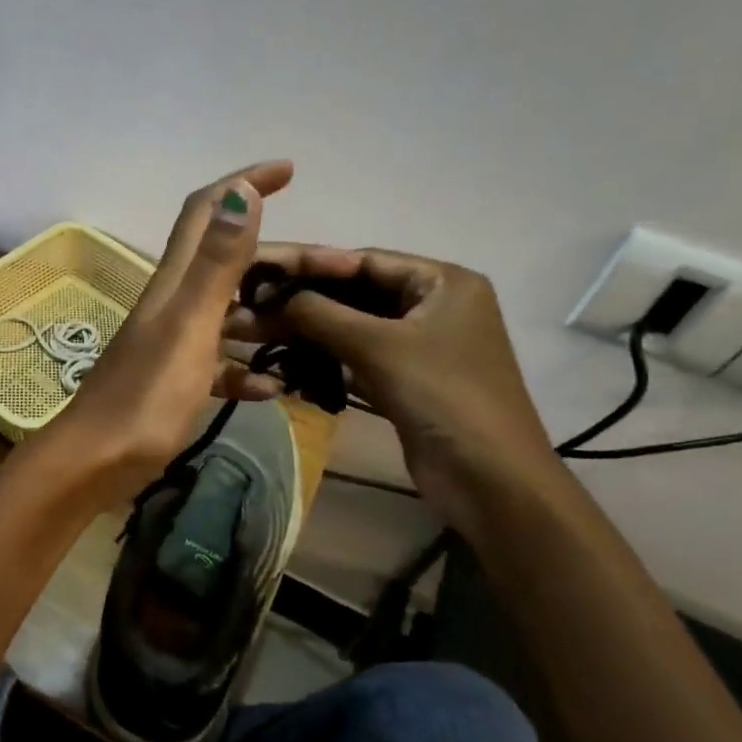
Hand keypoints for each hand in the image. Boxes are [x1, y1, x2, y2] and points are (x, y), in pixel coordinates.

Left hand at [50, 161, 293, 504]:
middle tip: (330, 270)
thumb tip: (241, 191)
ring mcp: (172, 343)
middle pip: (227, 261)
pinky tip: (275, 389)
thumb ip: (215, 264)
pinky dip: (249, 369)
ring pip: (229, 313)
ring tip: (314, 329)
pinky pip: (221, 363)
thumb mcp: (189, 327)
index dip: (243, 182)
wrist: (95, 463)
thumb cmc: (145, 397)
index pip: (207, 211)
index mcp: (174, 282)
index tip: (287, 169)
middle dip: (277, 259)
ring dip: (269, 315)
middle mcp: (172, 303)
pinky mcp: (174, 380)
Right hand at [227, 245, 561, 531]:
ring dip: (309, 331)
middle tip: (252, 304)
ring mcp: (421, 344)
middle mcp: (434, 305)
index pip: (364, 260)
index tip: (260, 268)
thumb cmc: (441, 396)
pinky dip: (325, 357)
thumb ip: (320, 313)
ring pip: (353, 326)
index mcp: (442, 281)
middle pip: (356, 292)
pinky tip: (287, 362)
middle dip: (303, 300)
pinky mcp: (407, 378)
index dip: (309, 263)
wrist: (489, 480)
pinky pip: (358, 355)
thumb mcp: (377, 346)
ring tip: (258, 331)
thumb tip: (270, 295)